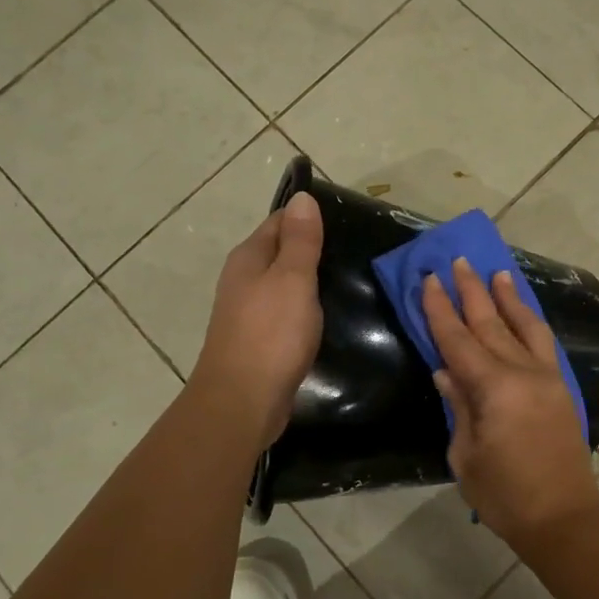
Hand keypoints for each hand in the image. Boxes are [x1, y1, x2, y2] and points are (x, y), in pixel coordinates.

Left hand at [192, 192, 323, 445]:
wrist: (242, 402)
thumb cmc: (271, 334)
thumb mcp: (292, 279)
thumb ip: (300, 240)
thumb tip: (302, 196)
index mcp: (249, 257)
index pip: (280, 221)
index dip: (310, 217)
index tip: (347, 219)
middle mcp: (243, 279)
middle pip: (280, 251)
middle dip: (312, 248)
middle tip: (356, 249)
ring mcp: (248, 311)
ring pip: (283, 282)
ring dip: (309, 279)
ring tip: (348, 278)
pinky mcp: (259, 339)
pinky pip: (285, 310)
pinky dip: (304, 306)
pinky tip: (326, 313)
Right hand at [421, 258, 598, 548]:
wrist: (563, 517)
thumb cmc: (505, 494)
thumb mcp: (466, 455)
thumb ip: (458, 406)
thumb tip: (446, 371)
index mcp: (494, 388)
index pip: (458, 340)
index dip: (440, 309)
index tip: (430, 279)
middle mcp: (522, 372)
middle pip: (491, 323)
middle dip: (472, 291)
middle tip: (459, 261)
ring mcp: (546, 377)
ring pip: (524, 326)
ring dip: (508, 297)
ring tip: (498, 271)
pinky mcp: (561, 388)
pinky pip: (544, 343)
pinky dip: (531, 321)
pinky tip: (524, 312)